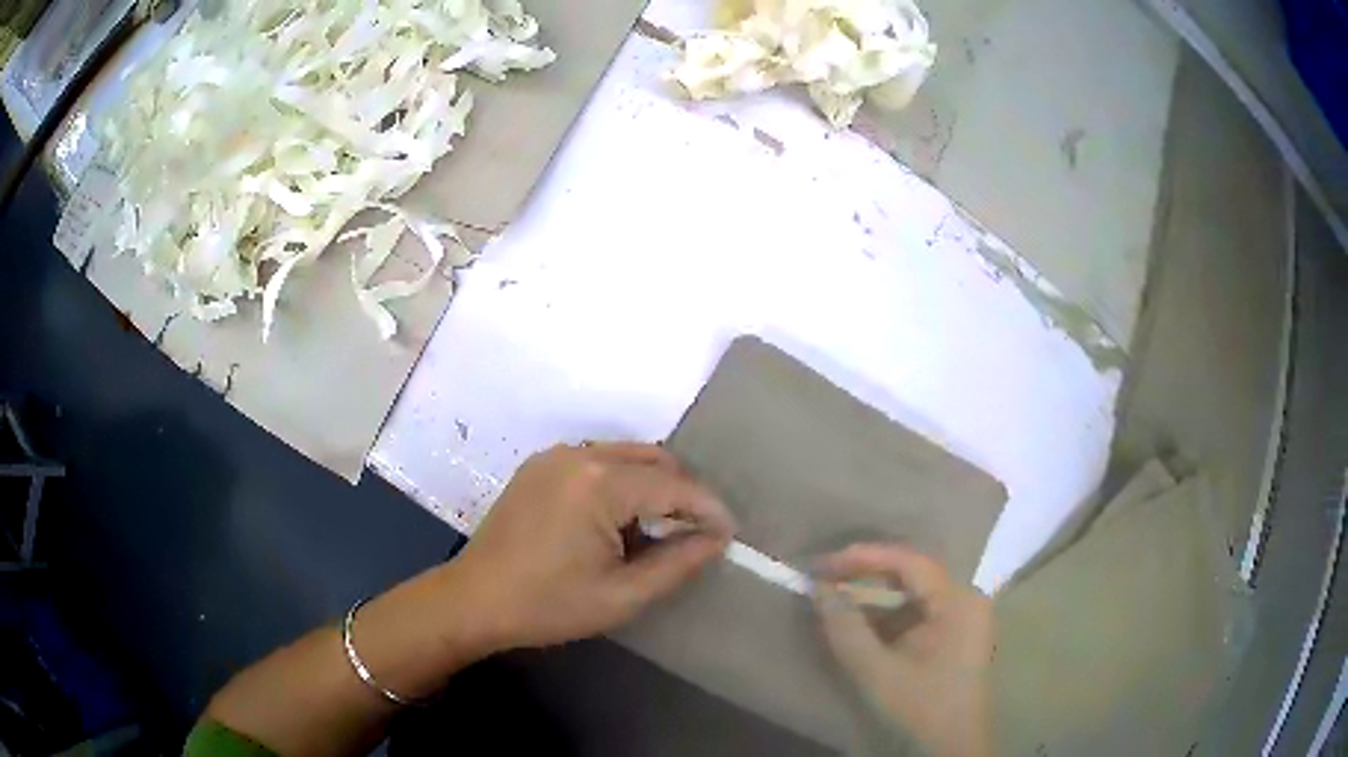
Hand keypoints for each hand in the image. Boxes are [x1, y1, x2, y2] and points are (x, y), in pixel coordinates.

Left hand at [448, 443, 735, 651]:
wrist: (474, 600)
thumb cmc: (549, 605)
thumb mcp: (622, 595)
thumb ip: (677, 563)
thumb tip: (716, 537)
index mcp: (599, 483)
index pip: (674, 486)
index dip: (708, 508)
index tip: (730, 533)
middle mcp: (579, 455)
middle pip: (654, 459)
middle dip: (683, 492)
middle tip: (697, 532)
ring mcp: (554, 456)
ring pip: (626, 456)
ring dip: (653, 485)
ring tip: (662, 528)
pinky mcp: (539, 465)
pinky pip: (597, 461)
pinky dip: (622, 482)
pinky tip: (619, 519)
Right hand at [814, 544, 992, 756]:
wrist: (950, 748)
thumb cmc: (919, 708)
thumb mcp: (877, 671)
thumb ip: (846, 628)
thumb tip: (818, 588)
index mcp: (958, 601)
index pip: (909, 562)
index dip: (863, 558)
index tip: (822, 564)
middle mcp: (966, 599)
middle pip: (912, 574)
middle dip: (866, 575)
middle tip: (824, 578)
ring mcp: (963, 617)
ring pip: (913, 593)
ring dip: (874, 596)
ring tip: (836, 596)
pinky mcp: (955, 636)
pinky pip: (918, 612)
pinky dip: (887, 615)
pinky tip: (860, 623)